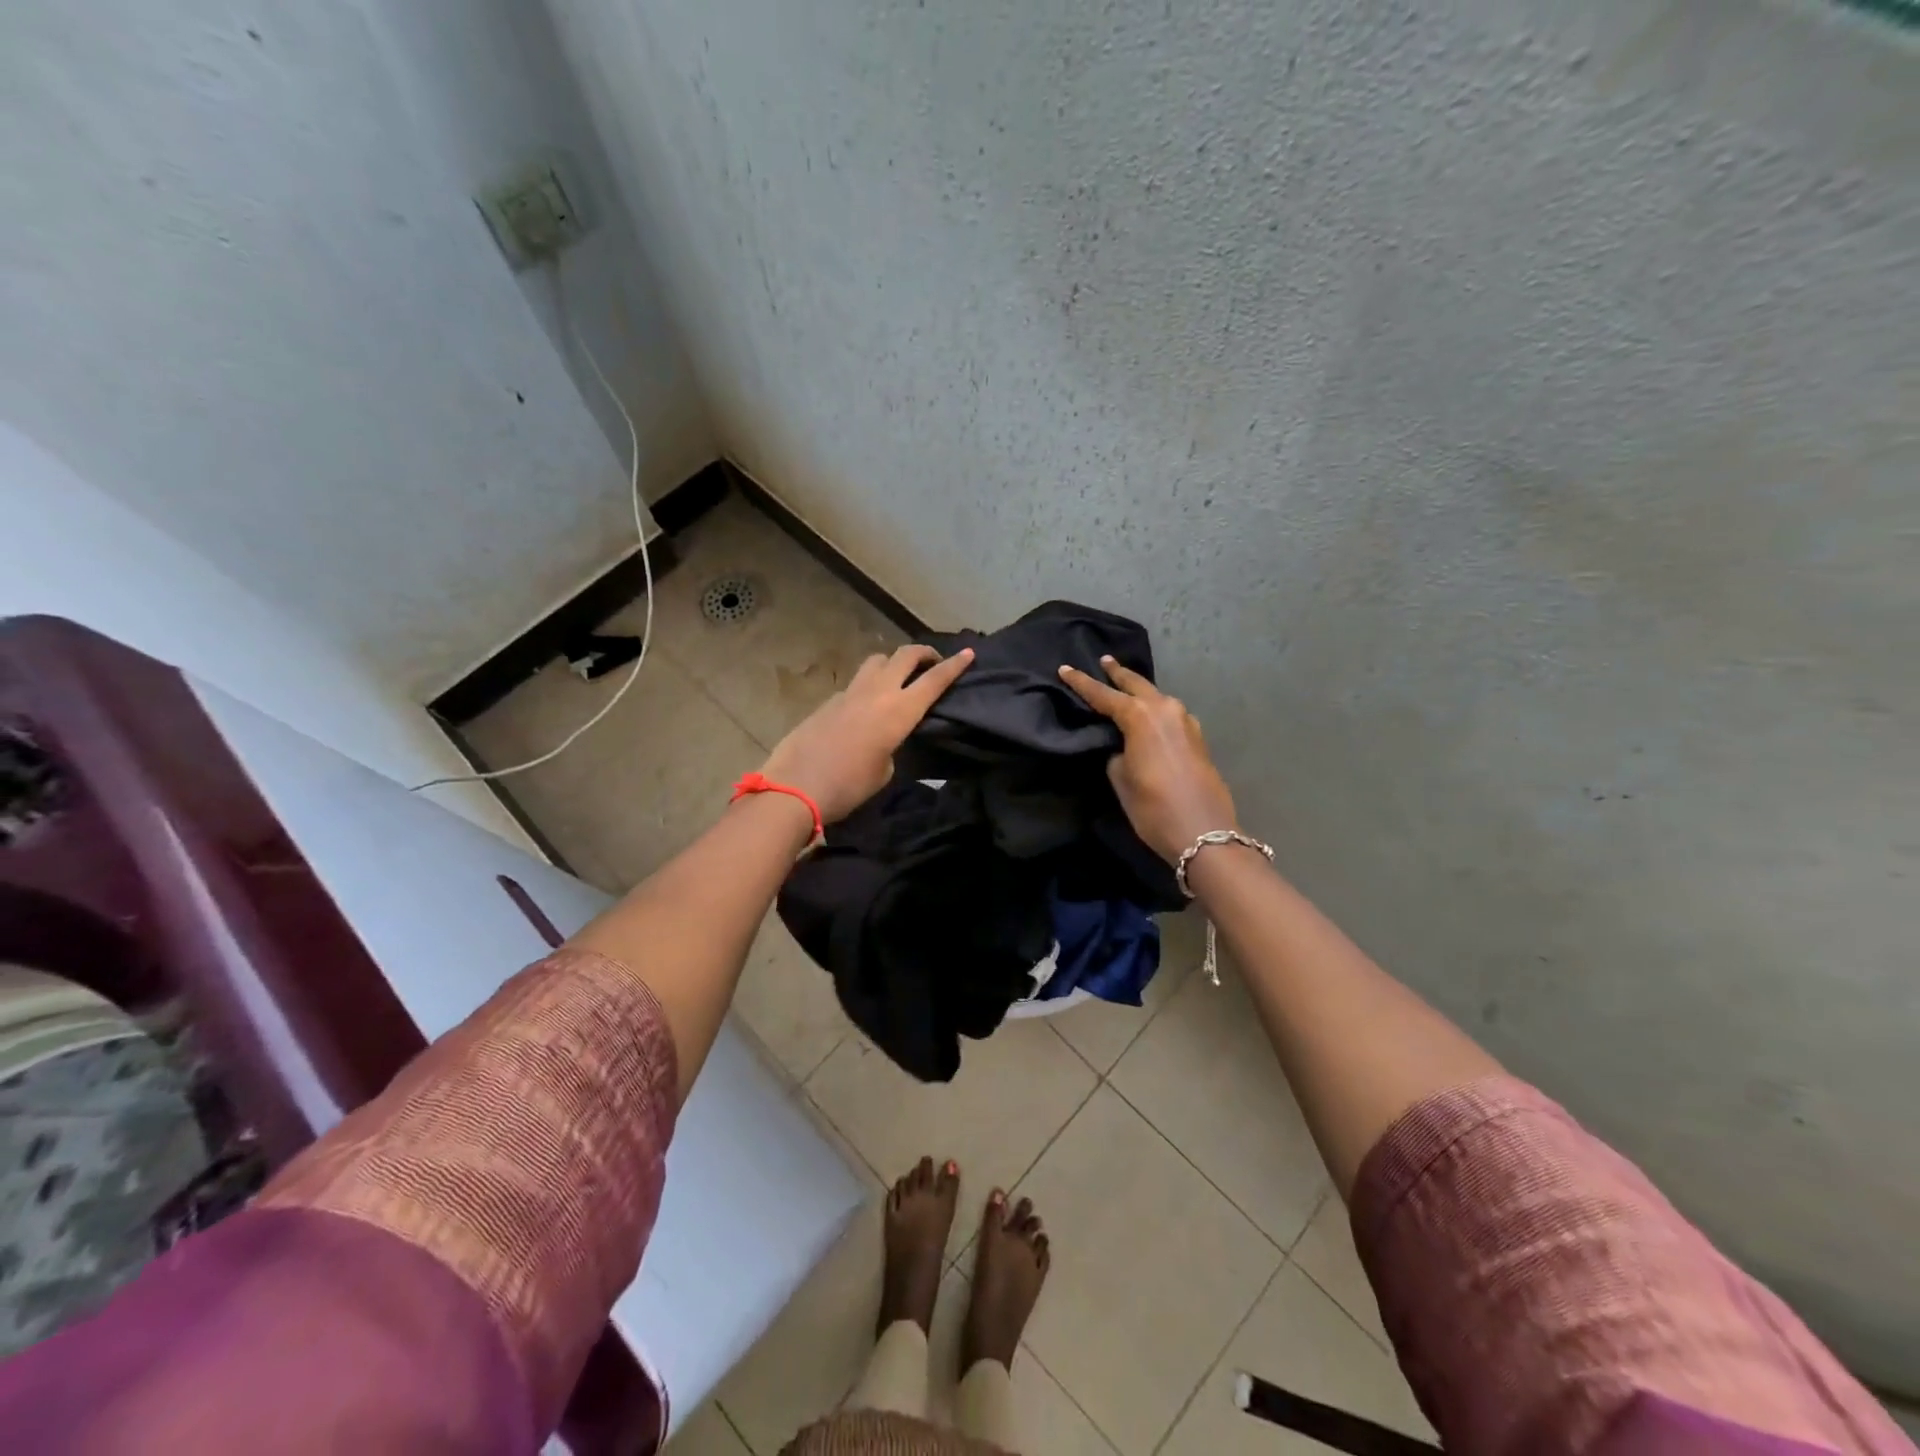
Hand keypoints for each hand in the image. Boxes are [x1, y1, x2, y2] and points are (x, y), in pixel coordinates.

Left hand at [758, 644, 973, 823]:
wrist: (795, 787)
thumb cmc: (849, 786)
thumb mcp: (885, 770)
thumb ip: (893, 745)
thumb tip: (886, 736)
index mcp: (899, 710)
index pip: (934, 680)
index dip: (954, 666)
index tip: (969, 653)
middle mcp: (877, 692)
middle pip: (905, 655)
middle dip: (923, 653)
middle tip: (932, 662)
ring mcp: (849, 692)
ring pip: (877, 661)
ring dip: (892, 662)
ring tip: (898, 678)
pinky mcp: (828, 701)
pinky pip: (855, 684)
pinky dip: (868, 687)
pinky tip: (865, 708)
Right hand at [1059, 656, 1237, 864]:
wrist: (1204, 832)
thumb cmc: (1153, 807)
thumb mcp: (1121, 779)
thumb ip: (1116, 753)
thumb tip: (1122, 746)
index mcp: (1140, 716)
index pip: (1103, 695)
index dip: (1081, 683)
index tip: (1064, 669)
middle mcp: (1165, 709)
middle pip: (1136, 684)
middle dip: (1117, 673)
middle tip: (1103, 661)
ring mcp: (1186, 721)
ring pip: (1156, 697)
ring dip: (1139, 691)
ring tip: (1123, 685)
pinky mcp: (1197, 737)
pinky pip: (1169, 714)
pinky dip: (1155, 709)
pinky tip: (1149, 715)